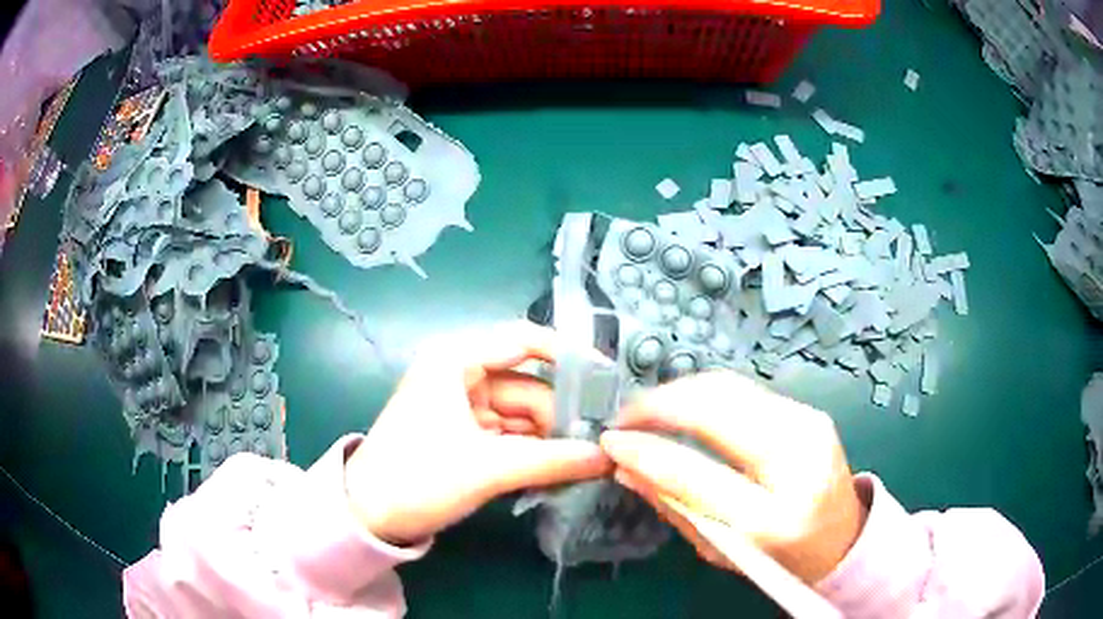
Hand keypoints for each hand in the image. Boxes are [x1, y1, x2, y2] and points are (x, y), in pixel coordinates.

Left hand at [344, 322, 611, 545]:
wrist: (366, 516)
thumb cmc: (418, 478)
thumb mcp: (487, 468)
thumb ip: (553, 460)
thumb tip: (608, 456)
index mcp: (456, 360)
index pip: (524, 340)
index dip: (569, 356)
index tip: (608, 382)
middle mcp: (461, 374)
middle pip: (529, 384)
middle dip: (565, 412)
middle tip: (606, 438)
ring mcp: (463, 406)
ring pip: (523, 414)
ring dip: (552, 436)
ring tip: (593, 458)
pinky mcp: (465, 434)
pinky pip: (511, 435)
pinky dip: (534, 450)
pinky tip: (564, 467)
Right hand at [600, 371, 868, 583]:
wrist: (843, 537)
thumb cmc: (780, 558)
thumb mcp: (722, 550)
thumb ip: (676, 507)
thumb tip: (628, 468)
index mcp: (774, 519)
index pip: (698, 475)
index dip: (647, 452)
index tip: (611, 442)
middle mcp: (798, 461)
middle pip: (718, 409)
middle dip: (661, 404)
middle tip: (625, 418)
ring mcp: (809, 425)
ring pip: (730, 387)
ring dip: (680, 392)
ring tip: (647, 410)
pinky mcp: (808, 410)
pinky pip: (744, 390)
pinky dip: (705, 393)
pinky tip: (684, 406)